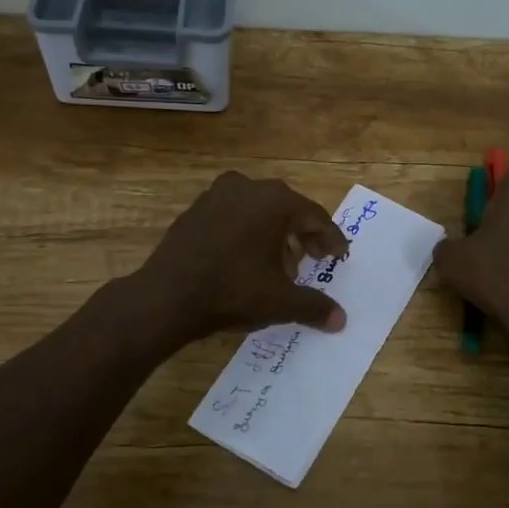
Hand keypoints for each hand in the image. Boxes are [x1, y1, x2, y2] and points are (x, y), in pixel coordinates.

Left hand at [133, 172, 350, 342]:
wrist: (167, 297)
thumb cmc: (233, 291)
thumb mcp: (281, 302)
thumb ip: (315, 306)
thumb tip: (341, 320)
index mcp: (275, 201)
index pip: (314, 217)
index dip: (330, 239)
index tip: (339, 257)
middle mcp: (247, 188)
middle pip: (287, 209)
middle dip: (303, 235)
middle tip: (313, 259)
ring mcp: (216, 196)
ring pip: (258, 211)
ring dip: (274, 234)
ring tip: (281, 265)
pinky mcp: (194, 211)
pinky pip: (233, 216)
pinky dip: (247, 233)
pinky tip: (246, 261)